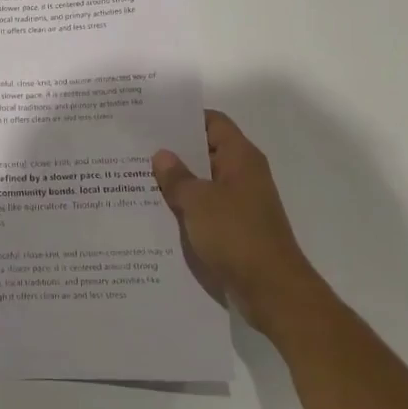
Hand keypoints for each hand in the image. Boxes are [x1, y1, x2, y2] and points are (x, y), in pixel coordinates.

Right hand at [152, 110, 321, 333]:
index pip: (212, 122)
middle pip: (205, 150)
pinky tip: (156, 211)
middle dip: (174, 151)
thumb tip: (162, 155)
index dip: (184, 118)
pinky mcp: (235, 228)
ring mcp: (240, 203)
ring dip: (177, 181)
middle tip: (135, 148)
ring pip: (203, 181)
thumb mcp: (198, 201)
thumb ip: (177, 177)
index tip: (152, 120)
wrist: (272, 290)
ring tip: (137, 177)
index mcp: (240, 157)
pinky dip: (185, 206)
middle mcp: (243, 174)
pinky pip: (205, 207)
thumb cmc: (236, 235)